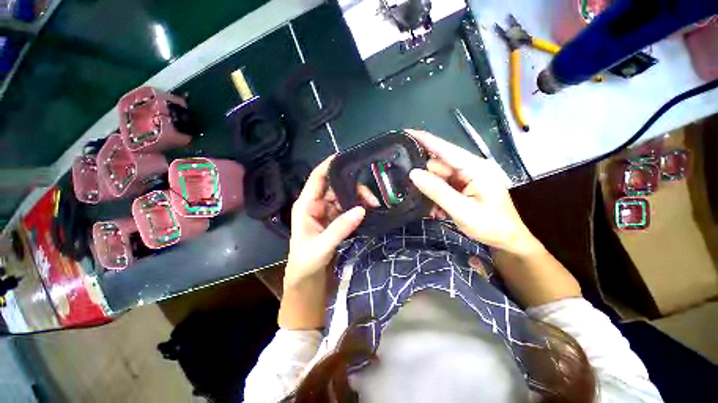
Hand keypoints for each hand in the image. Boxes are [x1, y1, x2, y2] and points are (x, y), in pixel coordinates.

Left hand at [286, 155, 365, 286]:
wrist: (308, 281)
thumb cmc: (306, 263)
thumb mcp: (322, 246)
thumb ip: (340, 228)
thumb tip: (361, 209)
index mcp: (306, 205)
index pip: (317, 178)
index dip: (329, 165)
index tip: (346, 157)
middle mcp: (316, 205)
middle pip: (335, 187)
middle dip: (353, 187)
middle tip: (371, 197)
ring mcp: (327, 212)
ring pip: (344, 197)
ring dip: (358, 198)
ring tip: (373, 204)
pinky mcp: (335, 221)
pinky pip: (348, 208)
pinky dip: (358, 208)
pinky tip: (368, 210)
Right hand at [407, 129, 539, 254]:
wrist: (508, 241)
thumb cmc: (491, 226)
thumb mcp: (462, 210)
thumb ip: (437, 191)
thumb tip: (414, 173)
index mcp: (475, 168)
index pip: (445, 148)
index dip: (424, 139)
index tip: (405, 133)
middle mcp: (470, 168)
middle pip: (438, 165)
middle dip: (424, 178)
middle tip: (411, 192)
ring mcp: (466, 178)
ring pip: (438, 177)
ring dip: (431, 192)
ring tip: (431, 209)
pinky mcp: (463, 187)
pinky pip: (443, 187)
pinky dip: (436, 197)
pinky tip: (438, 211)